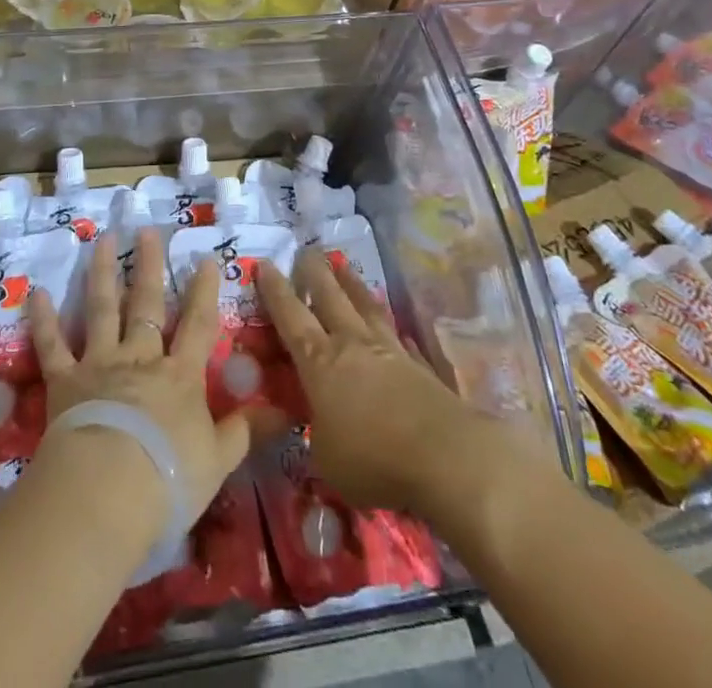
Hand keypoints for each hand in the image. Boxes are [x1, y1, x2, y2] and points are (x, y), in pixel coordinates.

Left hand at [30, 229, 253, 531]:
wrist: (107, 491)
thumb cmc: (169, 480)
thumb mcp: (219, 460)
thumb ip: (246, 431)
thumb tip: (287, 411)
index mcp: (179, 376)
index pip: (197, 325)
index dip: (203, 292)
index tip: (205, 259)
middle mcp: (140, 359)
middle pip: (146, 304)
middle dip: (148, 266)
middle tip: (147, 231)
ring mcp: (99, 364)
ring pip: (101, 310)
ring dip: (101, 273)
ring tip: (102, 240)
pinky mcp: (64, 381)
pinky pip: (53, 346)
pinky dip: (44, 320)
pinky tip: (37, 294)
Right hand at [258, 248, 516, 521]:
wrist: (447, 458)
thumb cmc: (374, 461)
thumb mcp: (326, 460)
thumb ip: (317, 435)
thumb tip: (318, 426)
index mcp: (320, 362)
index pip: (290, 316)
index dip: (275, 290)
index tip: (263, 264)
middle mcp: (352, 344)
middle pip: (329, 295)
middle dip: (314, 271)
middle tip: (305, 251)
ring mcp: (389, 350)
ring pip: (365, 305)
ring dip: (351, 283)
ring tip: (342, 265)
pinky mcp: (420, 365)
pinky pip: (399, 336)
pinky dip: (389, 328)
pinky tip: (392, 327)